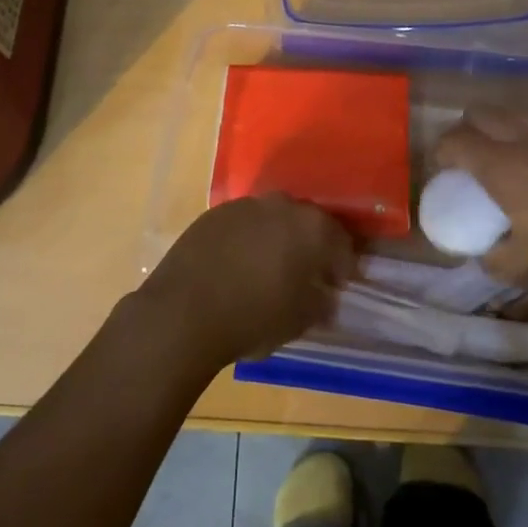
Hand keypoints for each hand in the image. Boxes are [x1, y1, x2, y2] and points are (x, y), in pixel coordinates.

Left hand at [139, 195, 354, 367]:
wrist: (184, 311)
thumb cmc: (253, 317)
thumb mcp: (300, 321)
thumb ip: (321, 304)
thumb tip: (326, 297)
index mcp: (312, 228)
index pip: (341, 243)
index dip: (343, 266)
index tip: (339, 286)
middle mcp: (282, 205)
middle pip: (307, 224)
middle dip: (311, 247)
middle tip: (307, 275)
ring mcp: (245, 205)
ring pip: (273, 219)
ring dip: (278, 239)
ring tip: (270, 269)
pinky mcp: (214, 213)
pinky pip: (243, 224)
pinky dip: (248, 239)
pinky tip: (239, 265)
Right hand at [434, 104, 527, 297]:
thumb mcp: (526, 270)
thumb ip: (492, 259)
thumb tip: (482, 252)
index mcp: (502, 166)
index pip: (454, 141)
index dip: (441, 154)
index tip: (444, 172)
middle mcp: (525, 136)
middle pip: (479, 114)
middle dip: (466, 132)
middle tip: (471, 160)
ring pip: (514, 109)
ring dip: (500, 124)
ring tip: (507, 149)